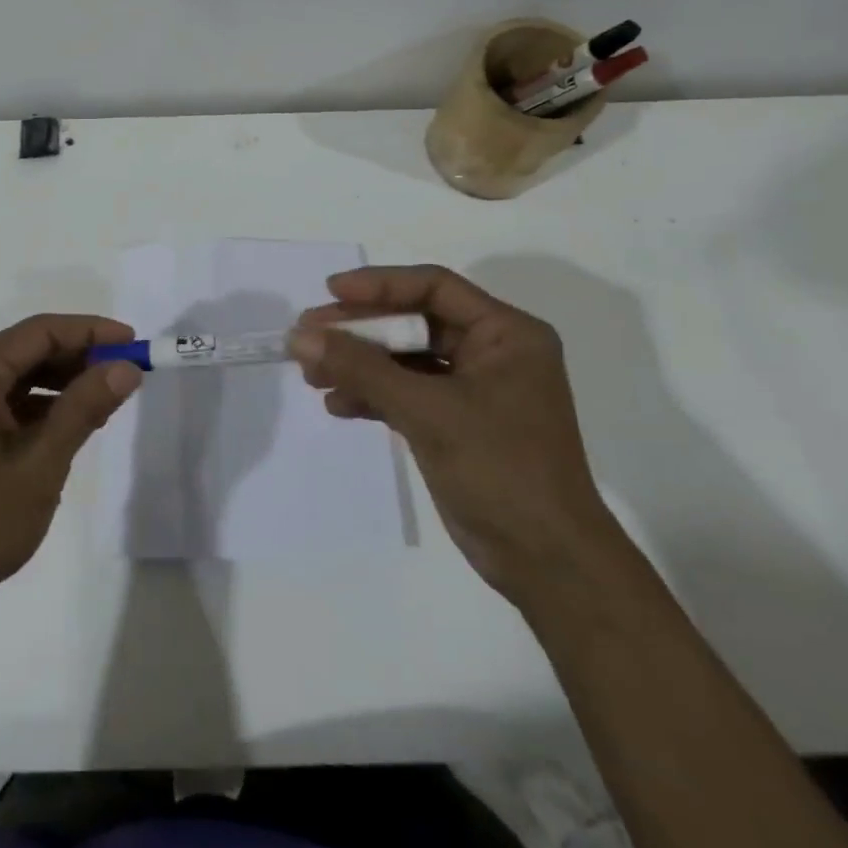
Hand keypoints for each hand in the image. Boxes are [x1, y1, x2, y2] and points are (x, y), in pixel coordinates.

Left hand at [0, 314, 143, 628]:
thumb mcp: (41, 463)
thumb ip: (84, 407)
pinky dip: (35, 408)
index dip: (91, 332)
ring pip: (14, 377)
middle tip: (126, 376)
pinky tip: (66, 427)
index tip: (134, 342)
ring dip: (59, 385)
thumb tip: (126, 367)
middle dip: (78, 359)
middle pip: (26, 350)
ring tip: (104, 403)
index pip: (41, 331)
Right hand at [288, 265, 615, 599]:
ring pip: (404, 360)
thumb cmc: (500, 469)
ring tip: (311, 374)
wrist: (546, 562)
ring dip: (358, 365)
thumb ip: (362, 368)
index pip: (434, 287)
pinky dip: (372, 396)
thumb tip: (300, 336)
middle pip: (413, 323)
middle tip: (308, 336)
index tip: (330, 291)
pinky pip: (405, 393)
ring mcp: (473, 390)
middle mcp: (491, 353)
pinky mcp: (455, 424)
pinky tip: (337, 405)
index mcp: (506, 333)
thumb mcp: (427, 410)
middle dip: (360, 330)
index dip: (380, 285)